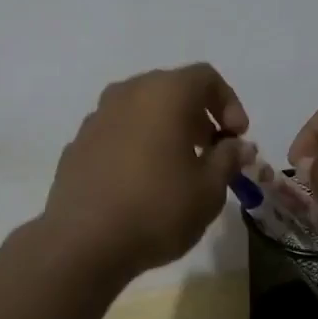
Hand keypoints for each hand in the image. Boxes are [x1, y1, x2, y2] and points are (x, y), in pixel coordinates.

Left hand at [40, 64, 249, 283]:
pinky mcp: (79, 141)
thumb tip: (237, 146)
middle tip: (212, 151)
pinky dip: (137, 143)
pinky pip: (118, 130)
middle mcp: (129, 92)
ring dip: (166, 128)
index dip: (229, 102)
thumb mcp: (209, 189)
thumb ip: (228, 159)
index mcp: (165, 92)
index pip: (205, 77)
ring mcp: (98, 115)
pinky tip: (141, 180)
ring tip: (178, 166)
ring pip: (142, 108)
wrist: (83, 241)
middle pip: (172, 89)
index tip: (237, 137)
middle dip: (198, 115)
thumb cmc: (157, 208)